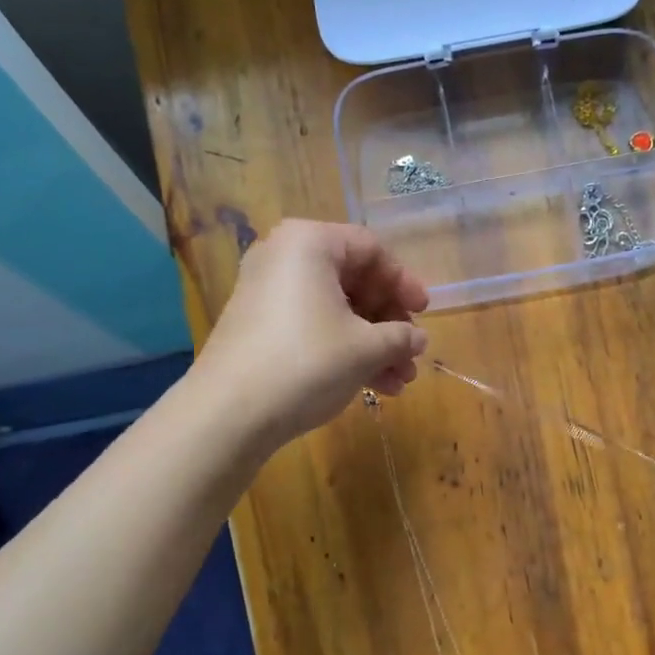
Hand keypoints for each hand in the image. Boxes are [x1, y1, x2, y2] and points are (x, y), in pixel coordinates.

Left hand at [195, 220, 429, 444]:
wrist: (230, 412)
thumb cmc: (308, 362)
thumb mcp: (367, 348)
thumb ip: (400, 337)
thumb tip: (417, 338)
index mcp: (310, 243)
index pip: (371, 249)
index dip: (404, 282)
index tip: (424, 313)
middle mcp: (285, 257)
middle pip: (354, 281)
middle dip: (389, 323)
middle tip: (411, 354)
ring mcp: (268, 293)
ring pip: (336, 310)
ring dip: (373, 345)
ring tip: (399, 381)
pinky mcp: (260, 327)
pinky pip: (313, 327)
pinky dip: (344, 351)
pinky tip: (374, 386)